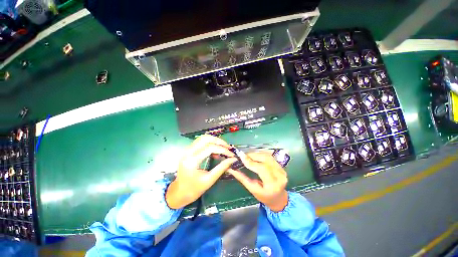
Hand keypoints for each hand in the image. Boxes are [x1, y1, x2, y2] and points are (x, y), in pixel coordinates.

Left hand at [165, 135, 235, 208]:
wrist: (179, 193)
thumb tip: (233, 159)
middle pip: (205, 138)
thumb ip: (222, 168)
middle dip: (218, 141)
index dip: (223, 149)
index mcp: (192, 160)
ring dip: (214, 141)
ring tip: (223, 147)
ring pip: (202, 138)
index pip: (210, 148)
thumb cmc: (193, 189)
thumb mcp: (209, 180)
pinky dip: (210, 143)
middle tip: (228, 147)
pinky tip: (216, 150)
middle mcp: (188, 152)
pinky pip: (200, 142)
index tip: (231, 154)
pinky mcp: (188, 151)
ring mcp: (187, 150)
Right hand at [228, 152, 287, 211]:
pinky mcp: (281, 166)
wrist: (279, 198)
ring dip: (256, 154)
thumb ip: (242, 178)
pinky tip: (255, 156)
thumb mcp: (252, 189)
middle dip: (253, 155)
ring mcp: (282, 170)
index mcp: (273, 185)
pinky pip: (270, 157)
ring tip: (248, 156)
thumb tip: (231, 169)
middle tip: (243, 156)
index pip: (261, 168)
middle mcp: (280, 175)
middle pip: (265, 159)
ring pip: (267, 156)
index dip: (250, 161)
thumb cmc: (264, 197)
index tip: (241, 156)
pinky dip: (261, 154)